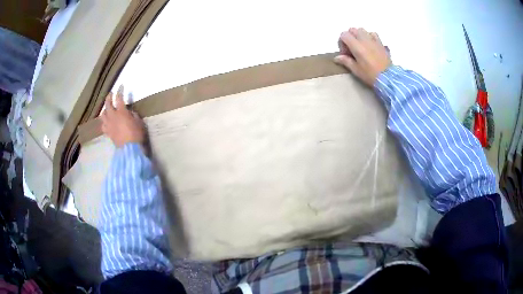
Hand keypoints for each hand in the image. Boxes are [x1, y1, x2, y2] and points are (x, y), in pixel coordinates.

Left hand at [100, 87, 145, 147]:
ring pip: (103, 114)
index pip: (119, 98)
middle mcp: (113, 116)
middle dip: (109, 97)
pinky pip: (103, 126)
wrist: (130, 149)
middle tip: (110, 94)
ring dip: (105, 109)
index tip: (121, 86)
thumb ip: (132, 114)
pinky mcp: (108, 133)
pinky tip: (105, 122)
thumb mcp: (138, 121)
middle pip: (108, 104)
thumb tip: (129, 112)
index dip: (120, 91)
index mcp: (121, 112)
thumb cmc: (136, 134)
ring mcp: (109, 125)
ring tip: (106, 108)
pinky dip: (104, 122)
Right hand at [334, 28, 391, 86]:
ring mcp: (373, 40)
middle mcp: (364, 39)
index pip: (344, 35)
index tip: (345, 53)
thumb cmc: (371, 75)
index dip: (341, 42)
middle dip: (349, 37)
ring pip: (362, 30)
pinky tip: (369, 44)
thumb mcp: (356, 70)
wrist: (388, 78)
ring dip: (358, 36)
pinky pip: (372, 34)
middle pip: (352, 30)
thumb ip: (346, 61)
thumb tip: (337, 57)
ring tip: (360, 46)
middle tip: (351, 49)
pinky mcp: (380, 43)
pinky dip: (369, 36)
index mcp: (356, 46)